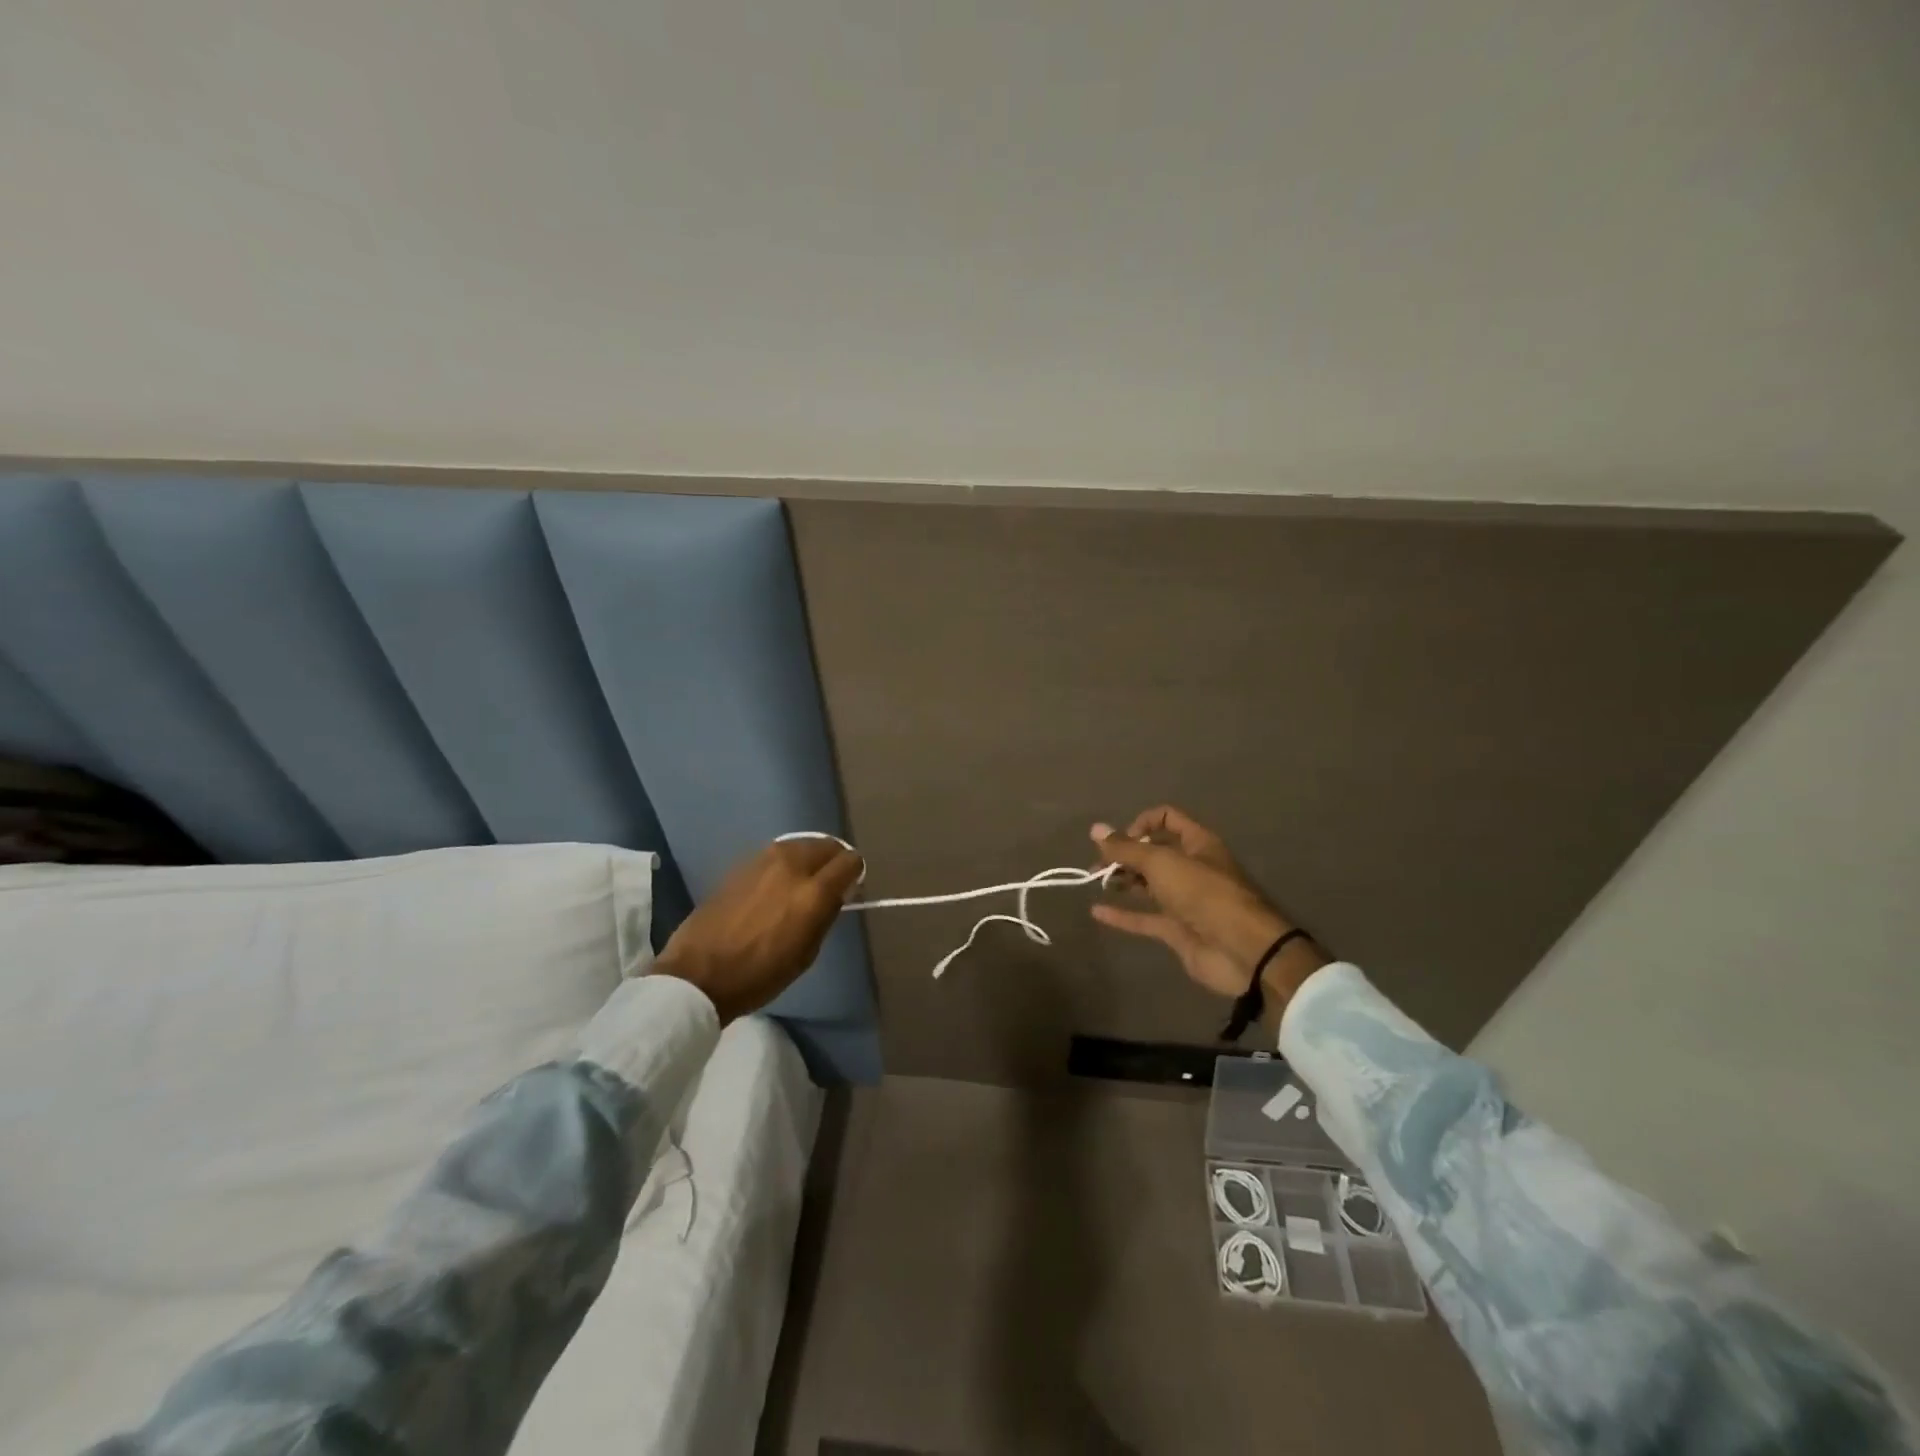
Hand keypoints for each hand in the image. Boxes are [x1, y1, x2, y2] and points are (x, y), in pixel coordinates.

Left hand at [654, 838, 863, 1023]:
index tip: (850, 887)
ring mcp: (763, 860)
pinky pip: (775, 854)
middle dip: (833, 860)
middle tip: (828, 883)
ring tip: (802, 882)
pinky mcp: (741, 864)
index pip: (850, 861)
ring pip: (800, 845)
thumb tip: (837, 893)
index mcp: (813, 892)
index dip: (855, 873)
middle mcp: (791, 866)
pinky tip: (775, 885)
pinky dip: (784, 863)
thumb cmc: (759, 975)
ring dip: (808, 858)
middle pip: (826, 845)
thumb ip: (826, 915)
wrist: (698, 974)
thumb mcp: (806, 954)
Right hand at [1090, 807, 1325, 1015]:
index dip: (1141, 824)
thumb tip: (1095, 829)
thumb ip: (1126, 849)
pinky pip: (1145, 918)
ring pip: (1149, 885)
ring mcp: (1185, 901)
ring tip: (1097, 881)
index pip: (1167, 819)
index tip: (1120, 840)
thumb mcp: (1161, 863)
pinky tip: (1097, 912)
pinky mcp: (1178, 930)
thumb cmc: (1204, 894)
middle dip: (1125, 854)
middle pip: (1154, 853)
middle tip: (1098, 864)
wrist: (1242, 951)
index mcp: (1198, 843)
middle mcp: (1192, 868)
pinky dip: (1122, 915)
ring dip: (1123, 881)